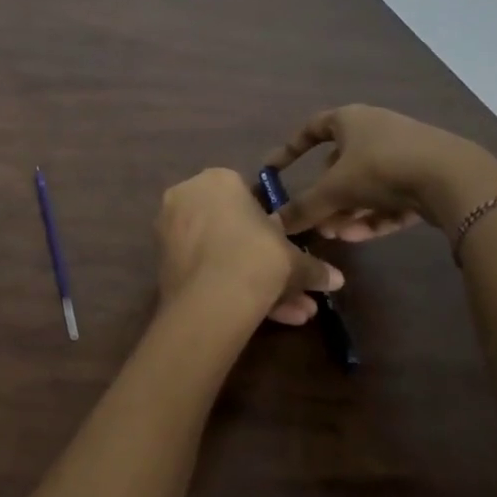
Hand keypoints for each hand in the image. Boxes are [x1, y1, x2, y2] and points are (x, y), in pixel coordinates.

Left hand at [156, 168, 342, 326]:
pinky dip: (229, 288)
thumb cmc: (258, 258)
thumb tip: (334, 279)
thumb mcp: (295, 260)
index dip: (270, 227)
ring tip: (291, 314)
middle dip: (266, 263)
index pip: (248, 197)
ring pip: (220, 254)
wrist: (212, 297)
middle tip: (294, 289)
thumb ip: (313, 267)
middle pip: (232, 230)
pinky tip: (265, 317)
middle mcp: (186, 196)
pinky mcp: (161, 260)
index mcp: (217, 180)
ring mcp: (169, 228)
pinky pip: (203, 269)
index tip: (286, 250)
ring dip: (255, 282)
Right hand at [262, 105, 496, 239]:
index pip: (310, 129)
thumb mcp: (334, 190)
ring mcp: (403, 153)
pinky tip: (361, 236)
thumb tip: (273, 224)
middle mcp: (375, 130)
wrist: (455, 179)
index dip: (289, 150)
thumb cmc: (382, 168)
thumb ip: (303, 207)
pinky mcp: (426, 177)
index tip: (273, 170)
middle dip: (324, 196)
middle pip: (339, 164)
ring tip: (336, 235)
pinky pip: (390, 197)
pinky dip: (373, 215)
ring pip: (365, 185)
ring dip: (346, 211)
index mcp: (350, 119)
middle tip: (314, 220)